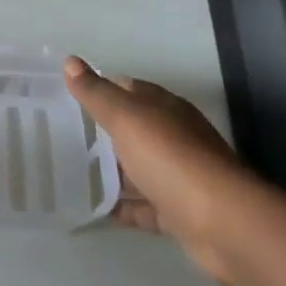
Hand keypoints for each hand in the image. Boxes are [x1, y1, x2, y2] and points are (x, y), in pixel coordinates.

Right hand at [64, 56, 253, 285]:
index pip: (128, 88)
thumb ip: (97, 93)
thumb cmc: (171, 159)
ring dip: (111, 171)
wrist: (223, 225)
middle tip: (62, 136)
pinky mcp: (179, 214)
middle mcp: (174, 138)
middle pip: (132, 129)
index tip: (67, 97)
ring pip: (138, 168)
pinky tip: (96, 208)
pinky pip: (143, 206)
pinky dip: (123, 206)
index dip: (99, 89)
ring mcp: (179, 177)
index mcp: (165, 108)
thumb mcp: (126, 118)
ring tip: (71, 172)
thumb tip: (70, 60)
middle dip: (101, 132)